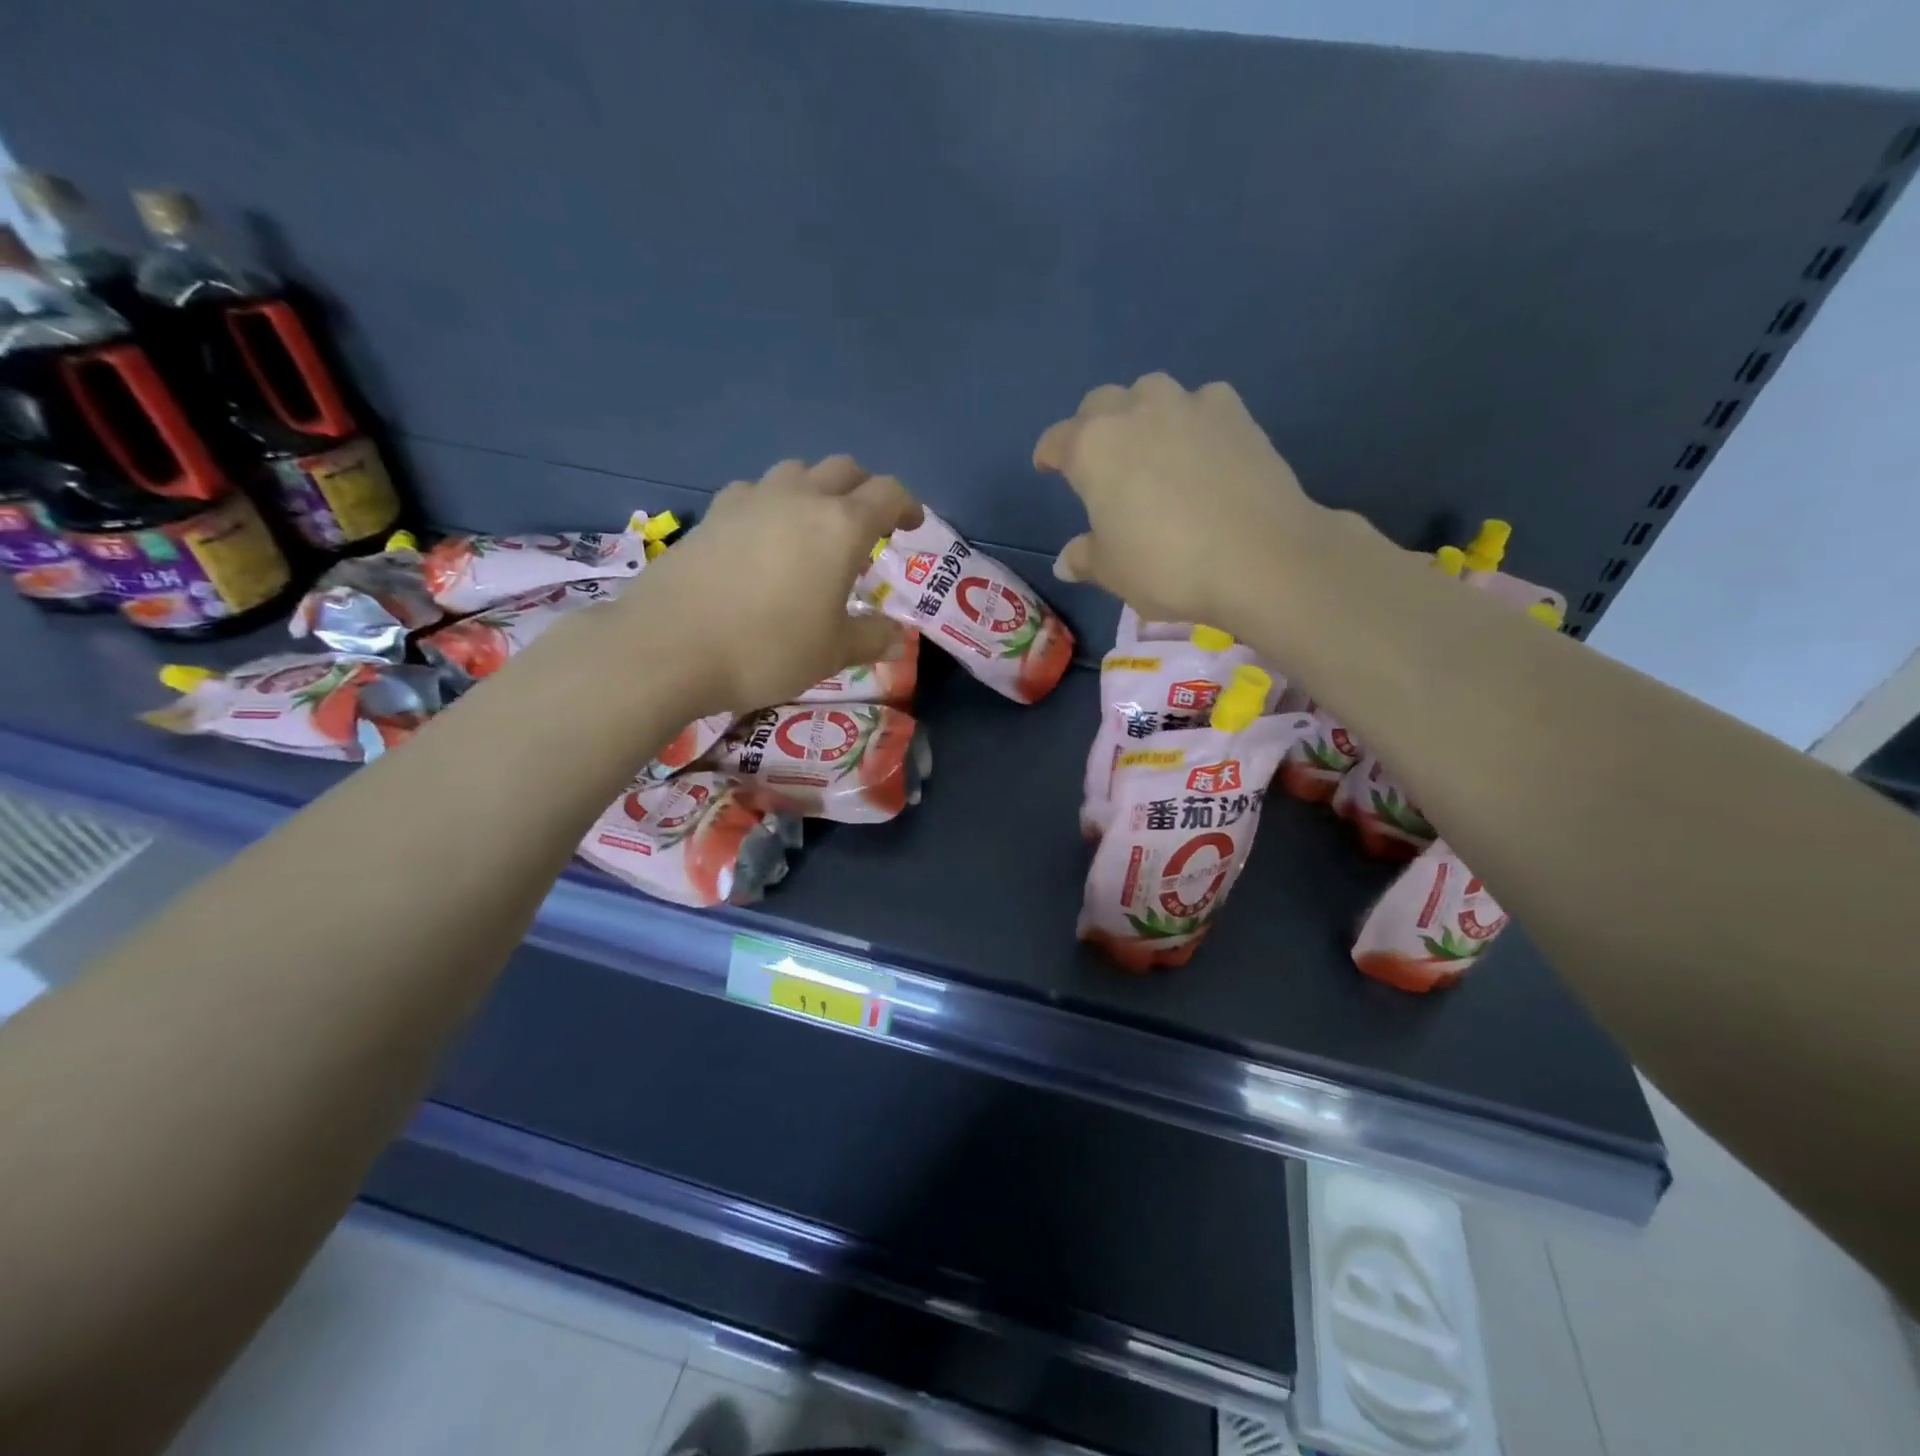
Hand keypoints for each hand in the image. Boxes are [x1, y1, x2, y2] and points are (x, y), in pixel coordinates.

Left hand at [616, 456, 922, 715]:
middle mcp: (799, 499)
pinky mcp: (712, 513)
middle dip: (864, 490)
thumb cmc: (767, 648)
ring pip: (796, 472)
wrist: (669, 646)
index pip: (887, 494)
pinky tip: (763, 536)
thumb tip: (897, 636)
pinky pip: (755, 491)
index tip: (911, 525)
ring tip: (815, 526)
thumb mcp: (832, 652)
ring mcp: (751, 500)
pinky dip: (772, 503)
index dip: (907, 505)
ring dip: (816, 489)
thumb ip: (871, 638)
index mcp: (840, 526)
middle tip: (869, 525)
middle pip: (843, 470)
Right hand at [1034, 374, 1319, 632]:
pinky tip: (1202, 448)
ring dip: (1143, 413)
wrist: (1259, 557)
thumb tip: (1066, 561)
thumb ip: (1085, 558)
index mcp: (1092, 448)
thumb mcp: (1113, 572)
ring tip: (1153, 446)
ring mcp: (1188, 405)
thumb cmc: (1166, 566)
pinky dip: (1194, 419)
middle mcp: (1134, 412)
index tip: (1047, 466)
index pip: (1057, 440)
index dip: (1049, 454)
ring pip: (1151, 392)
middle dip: (1093, 426)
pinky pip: (1202, 403)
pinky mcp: (1235, 412)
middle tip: (1101, 459)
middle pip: (1101, 404)